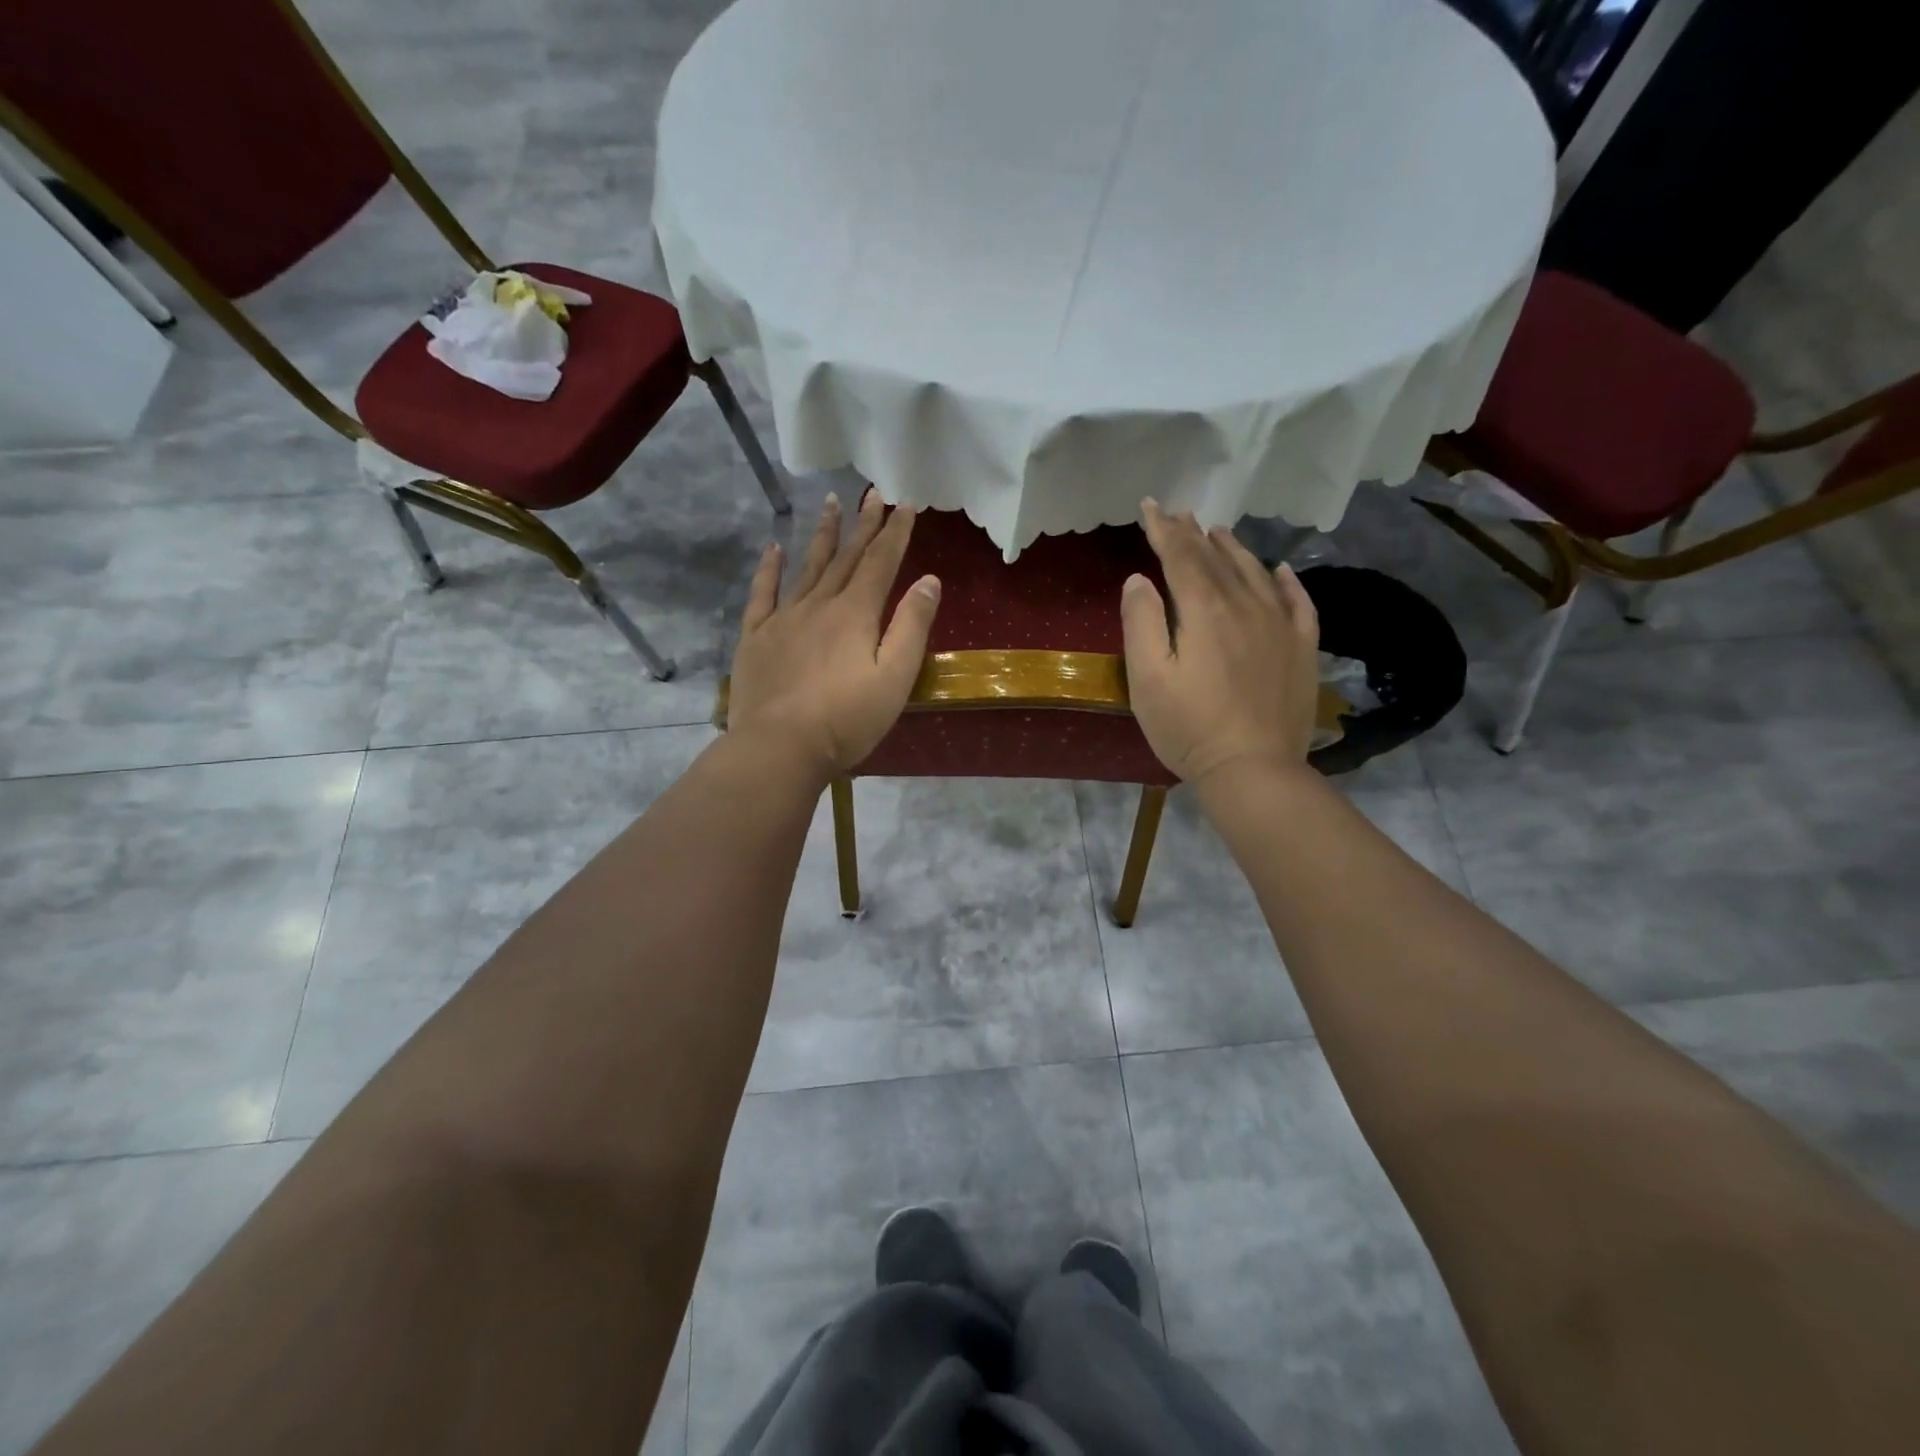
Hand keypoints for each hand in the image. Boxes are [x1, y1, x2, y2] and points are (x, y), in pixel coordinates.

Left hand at [728, 490, 940, 779]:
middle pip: (845, 558)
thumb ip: (912, 626)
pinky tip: (773, 548)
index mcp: (855, 613)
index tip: (904, 504)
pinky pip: (762, 594)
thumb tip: (929, 579)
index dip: (894, 533)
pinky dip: (769, 569)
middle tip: (871, 494)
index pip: (880, 563)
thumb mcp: (895, 677)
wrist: (779, 747)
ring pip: (806, 567)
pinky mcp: (755, 638)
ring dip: (821, 535)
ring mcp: (783, 619)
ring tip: (829, 504)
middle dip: (862, 525)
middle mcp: (819, 604)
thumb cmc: (846, 719)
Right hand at [1121, 500, 1320, 783]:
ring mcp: (1280, 626)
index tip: (1150, 506)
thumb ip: (1142, 623)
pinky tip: (1280, 569)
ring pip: (1256, 573)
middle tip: (1178, 513)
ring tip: (1218, 531)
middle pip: (1217, 560)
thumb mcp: (1148, 679)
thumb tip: (1139, 579)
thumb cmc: (1188, 728)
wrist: (1254, 769)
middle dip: (1192, 534)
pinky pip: (1298, 603)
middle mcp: (1246, 606)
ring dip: (1234, 549)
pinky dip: (1287, 581)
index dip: (1163, 529)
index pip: (1181, 557)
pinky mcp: (1302, 650)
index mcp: (1204, 611)